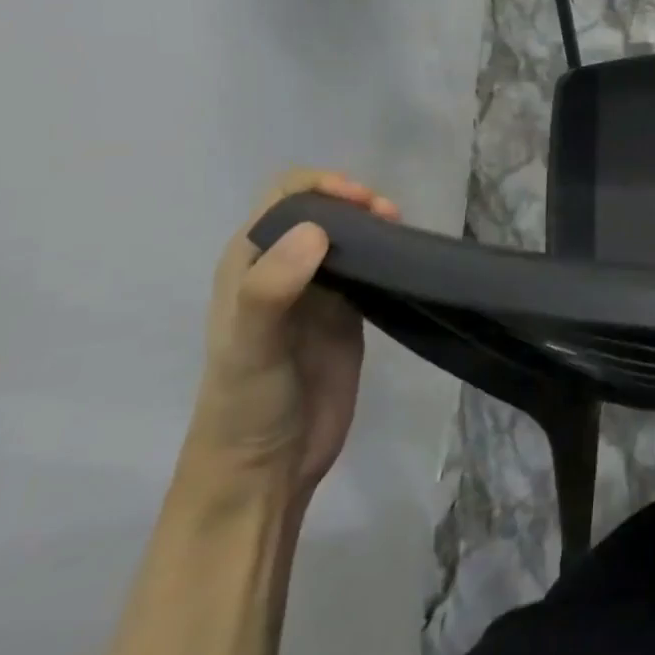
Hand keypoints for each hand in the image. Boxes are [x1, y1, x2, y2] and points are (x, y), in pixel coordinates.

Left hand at [183, 171, 399, 499]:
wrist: (267, 466)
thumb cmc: (248, 403)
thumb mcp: (252, 346)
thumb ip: (272, 289)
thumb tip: (316, 230)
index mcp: (249, 263)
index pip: (285, 199)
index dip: (321, 188)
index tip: (359, 202)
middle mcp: (283, 268)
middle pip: (321, 211)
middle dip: (354, 202)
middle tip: (390, 218)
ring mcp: (318, 292)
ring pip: (348, 237)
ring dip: (374, 226)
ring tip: (403, 236)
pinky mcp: (347, 315)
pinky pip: (368, 269)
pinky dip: (388, 256)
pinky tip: (407, 261)